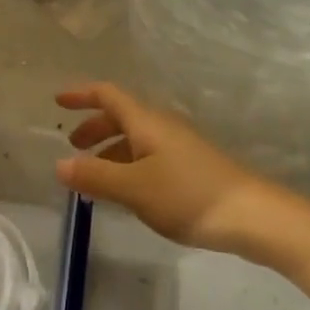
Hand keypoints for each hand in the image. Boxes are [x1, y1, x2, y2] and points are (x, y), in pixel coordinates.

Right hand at [55, 83, 287, 256]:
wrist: (252, 215)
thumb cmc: (188, 195)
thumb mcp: (134, 188)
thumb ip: (95, 176)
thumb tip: (58, 164)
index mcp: (146, 122)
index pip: (108, 95)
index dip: (82, 94)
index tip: (57, 101)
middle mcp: (161, 126)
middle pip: (121, 116)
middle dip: (94, 127)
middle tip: (72, 149)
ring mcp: (179, 147)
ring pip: (135, 139)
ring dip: (110, 151)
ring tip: (93, 178)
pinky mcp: (191, 168)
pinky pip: (149, 157)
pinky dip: (128, 166)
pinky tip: (127, 193)